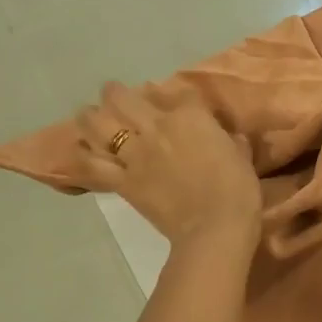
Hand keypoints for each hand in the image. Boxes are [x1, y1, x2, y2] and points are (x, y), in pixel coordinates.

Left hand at [73, 83, 260, 245]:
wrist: (214, 228)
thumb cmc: (237, 192)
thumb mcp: (242, 159)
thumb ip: (232, 143)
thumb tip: (230, 138)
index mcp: (190, 117)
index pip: (178, 94)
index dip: (173, 95)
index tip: (172, 100)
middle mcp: (157, 127)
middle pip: (124, 98)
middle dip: (116, 93)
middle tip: (113, 94)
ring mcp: (135, 154)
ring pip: (99, 125)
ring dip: (90, 116)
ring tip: (87, 115)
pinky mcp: (123, 181)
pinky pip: (93, 165)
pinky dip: (83, 157)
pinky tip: (79, 149)